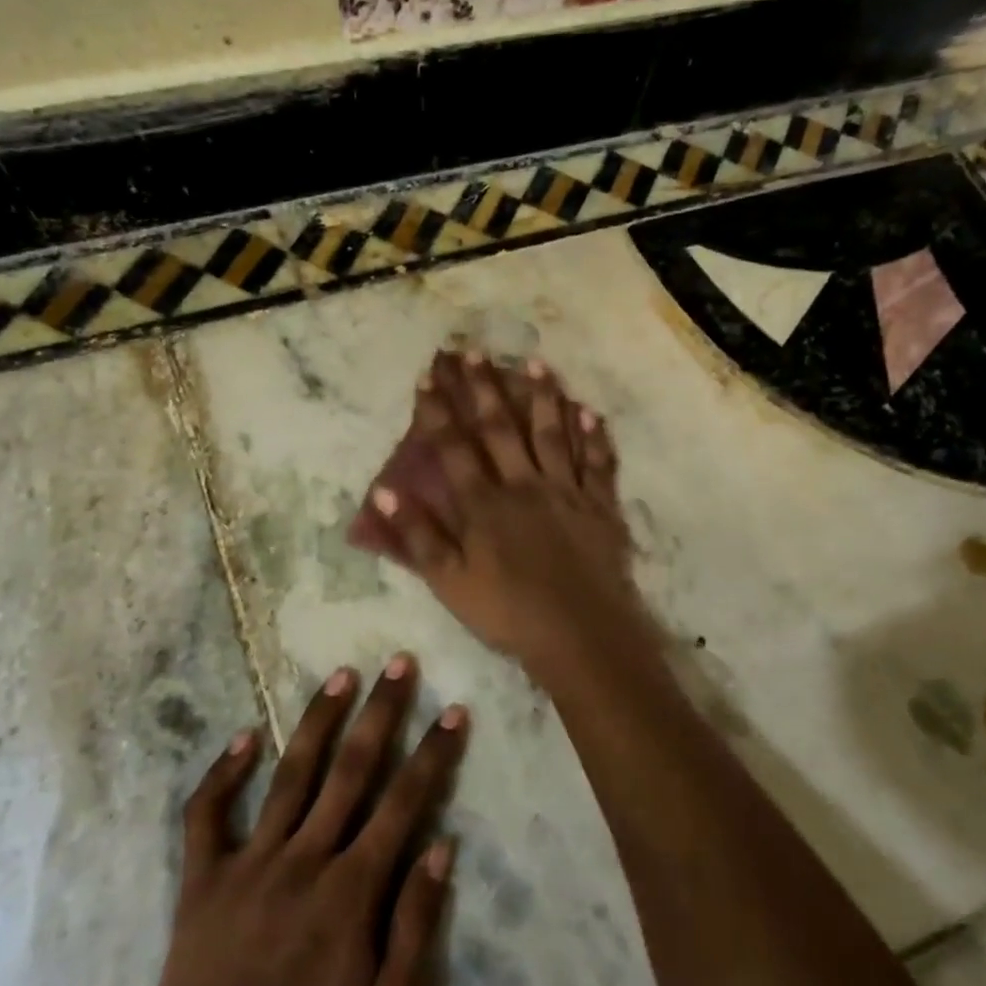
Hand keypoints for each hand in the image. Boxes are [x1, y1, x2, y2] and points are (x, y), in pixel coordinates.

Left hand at [120, 658, 467, 985]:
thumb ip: (416, 926)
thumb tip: (441, 846)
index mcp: (352, 890)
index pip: (404, 802)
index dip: (432, 752)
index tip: (453, 709)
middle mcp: (304, 859)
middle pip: (351, 770)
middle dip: (381, 713)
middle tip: (398, 663)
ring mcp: (249, 864)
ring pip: (290, 776)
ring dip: (318, 721)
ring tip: (341, 676)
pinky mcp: (202, 880)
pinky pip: (206, 816)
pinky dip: (223, 773)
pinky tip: (244, 735)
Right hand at [373, 350, 647, 669]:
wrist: (580, 634)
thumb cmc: (508, 613)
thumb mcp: (449, 582)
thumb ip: (418, 536)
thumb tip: (385, 492)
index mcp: (484, 504)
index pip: (455, 448)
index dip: (439, 411)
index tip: (429, 377)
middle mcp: (524, 485)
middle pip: (501, 428)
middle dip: (484, 388)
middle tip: (474, 351)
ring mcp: (567, 492)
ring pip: (553, 434)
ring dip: (543, 397)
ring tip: (536, 362)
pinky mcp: (600, 507)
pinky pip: (598, 464)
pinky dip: (594, 437)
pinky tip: (589, 413)